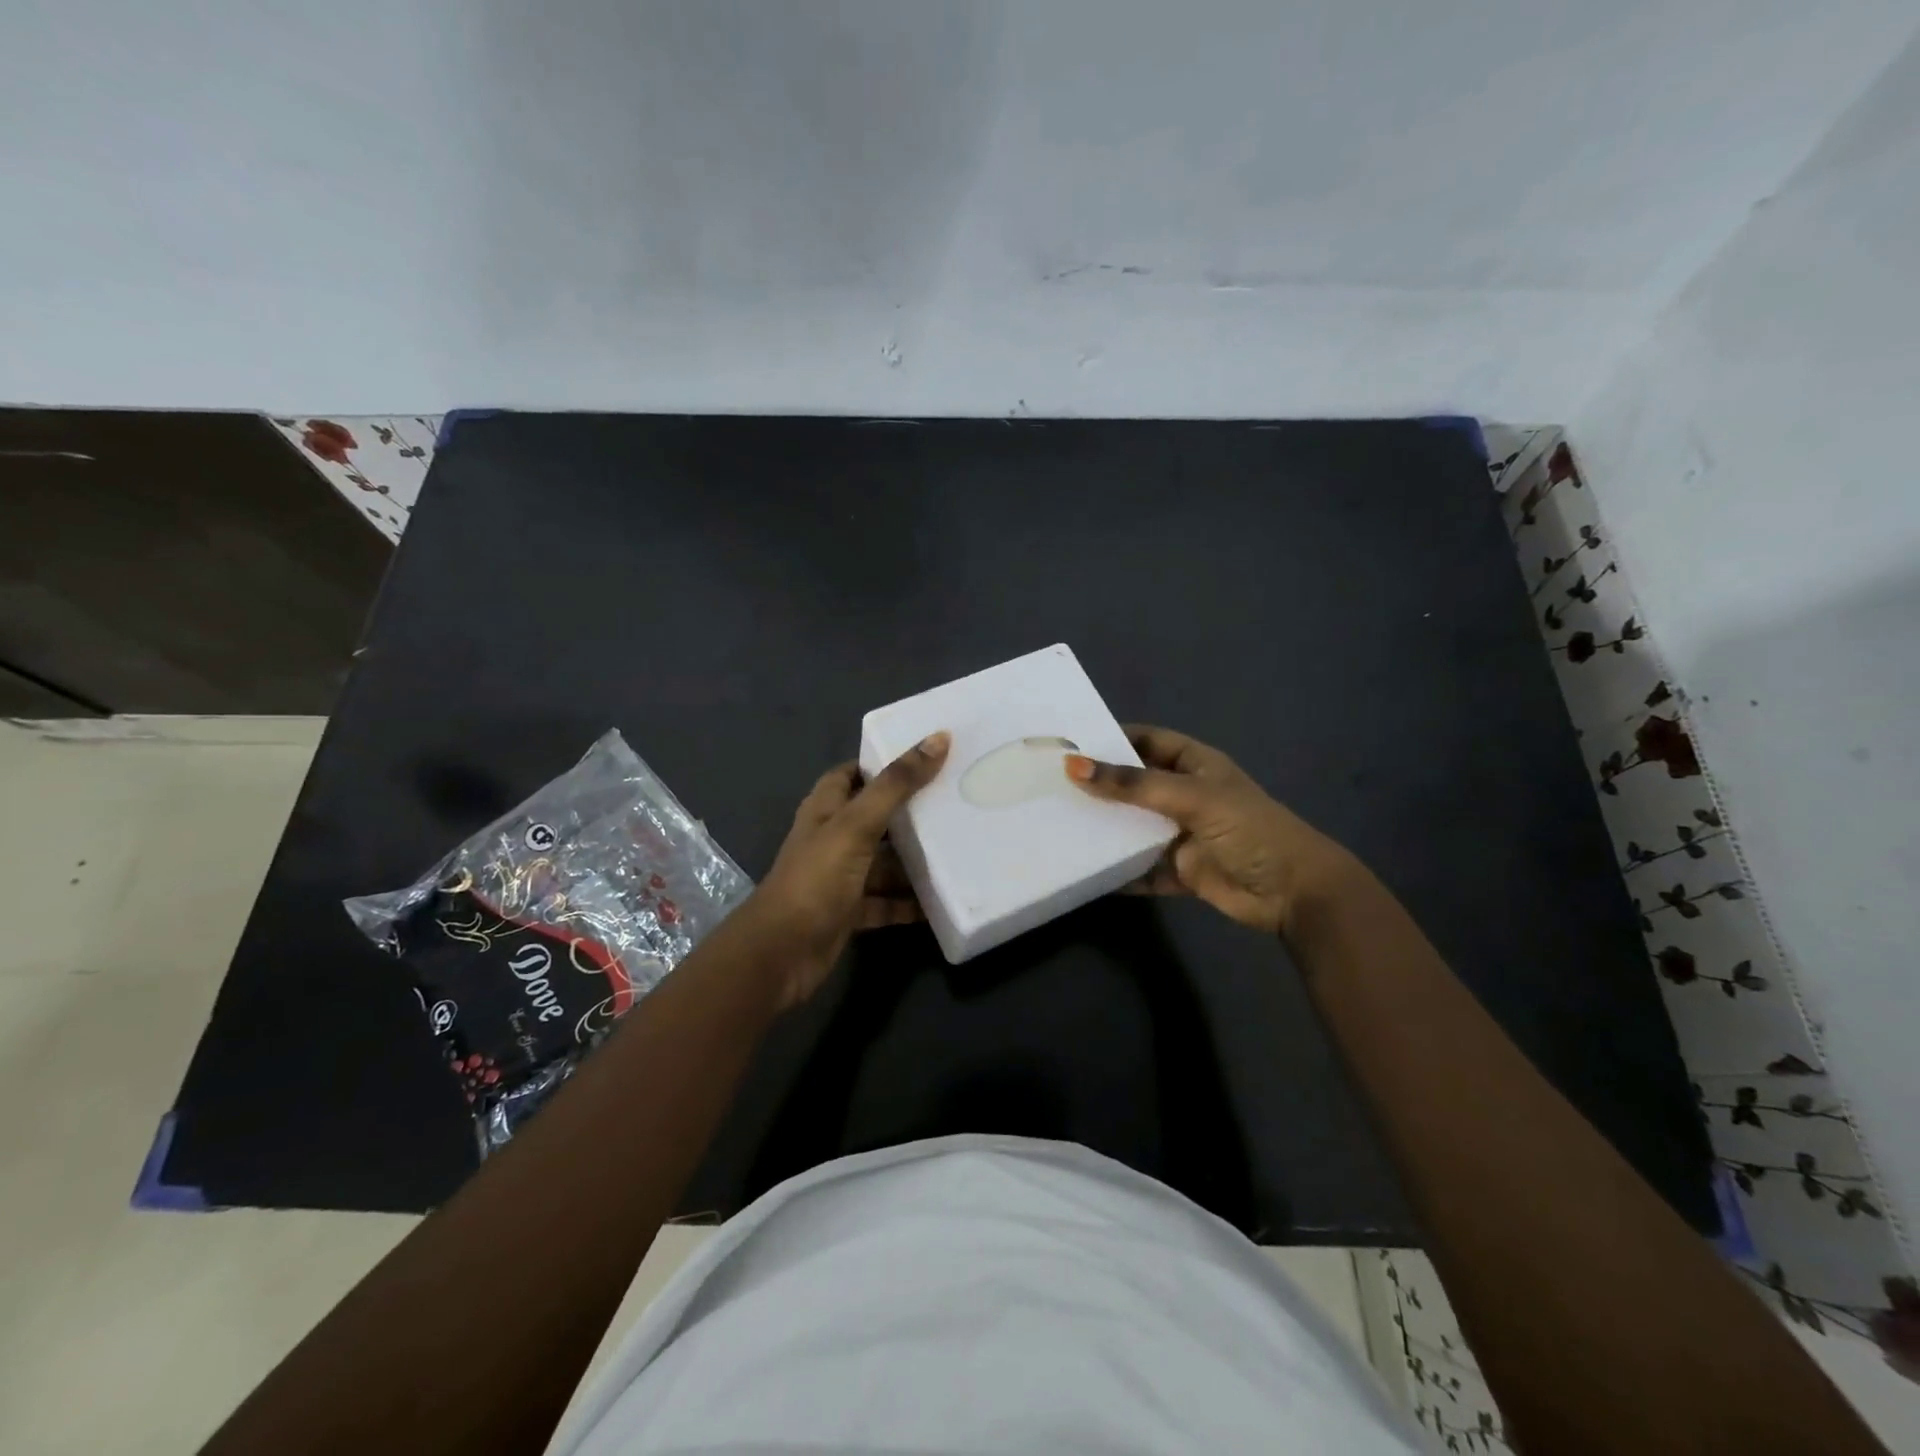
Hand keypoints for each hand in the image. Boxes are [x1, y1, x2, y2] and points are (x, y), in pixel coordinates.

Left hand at [742, 732, 949, 1007]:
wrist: (782, 953)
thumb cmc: (816, 878)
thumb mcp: (856, 825)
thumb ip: (896, 785)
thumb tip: (938, 739)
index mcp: (825, 810)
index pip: (852, 774)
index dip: (882, 763)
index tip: (924, 757)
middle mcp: (831, 839)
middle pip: (874, 818)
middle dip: (909, 812)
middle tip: (954, 801)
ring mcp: (840, 878)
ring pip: (883, 863)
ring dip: (913, 861)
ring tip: (960, 849)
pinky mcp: (849, 913)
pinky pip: (886, 902)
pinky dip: (909, 903)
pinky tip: (941, 901)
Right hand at [1065, 724, 1354, 935]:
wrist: (1292, 892)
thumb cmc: (1248, 829)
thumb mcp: (1190, 797)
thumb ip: (1133, 785)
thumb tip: (1074, 766)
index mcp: (1194, 765)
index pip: (1146, 740)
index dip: (1111, 739)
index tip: (1069, 742)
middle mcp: (1184, 795)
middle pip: (1134, 784)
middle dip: (1099, 785)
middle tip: (1050, 785)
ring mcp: (1181, 834)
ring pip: (1133, 826)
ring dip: (1105, 828)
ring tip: (1057, 824)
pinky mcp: (1179, 870)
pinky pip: (1140, 868)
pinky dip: (1118, 871)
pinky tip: (1085, 871)